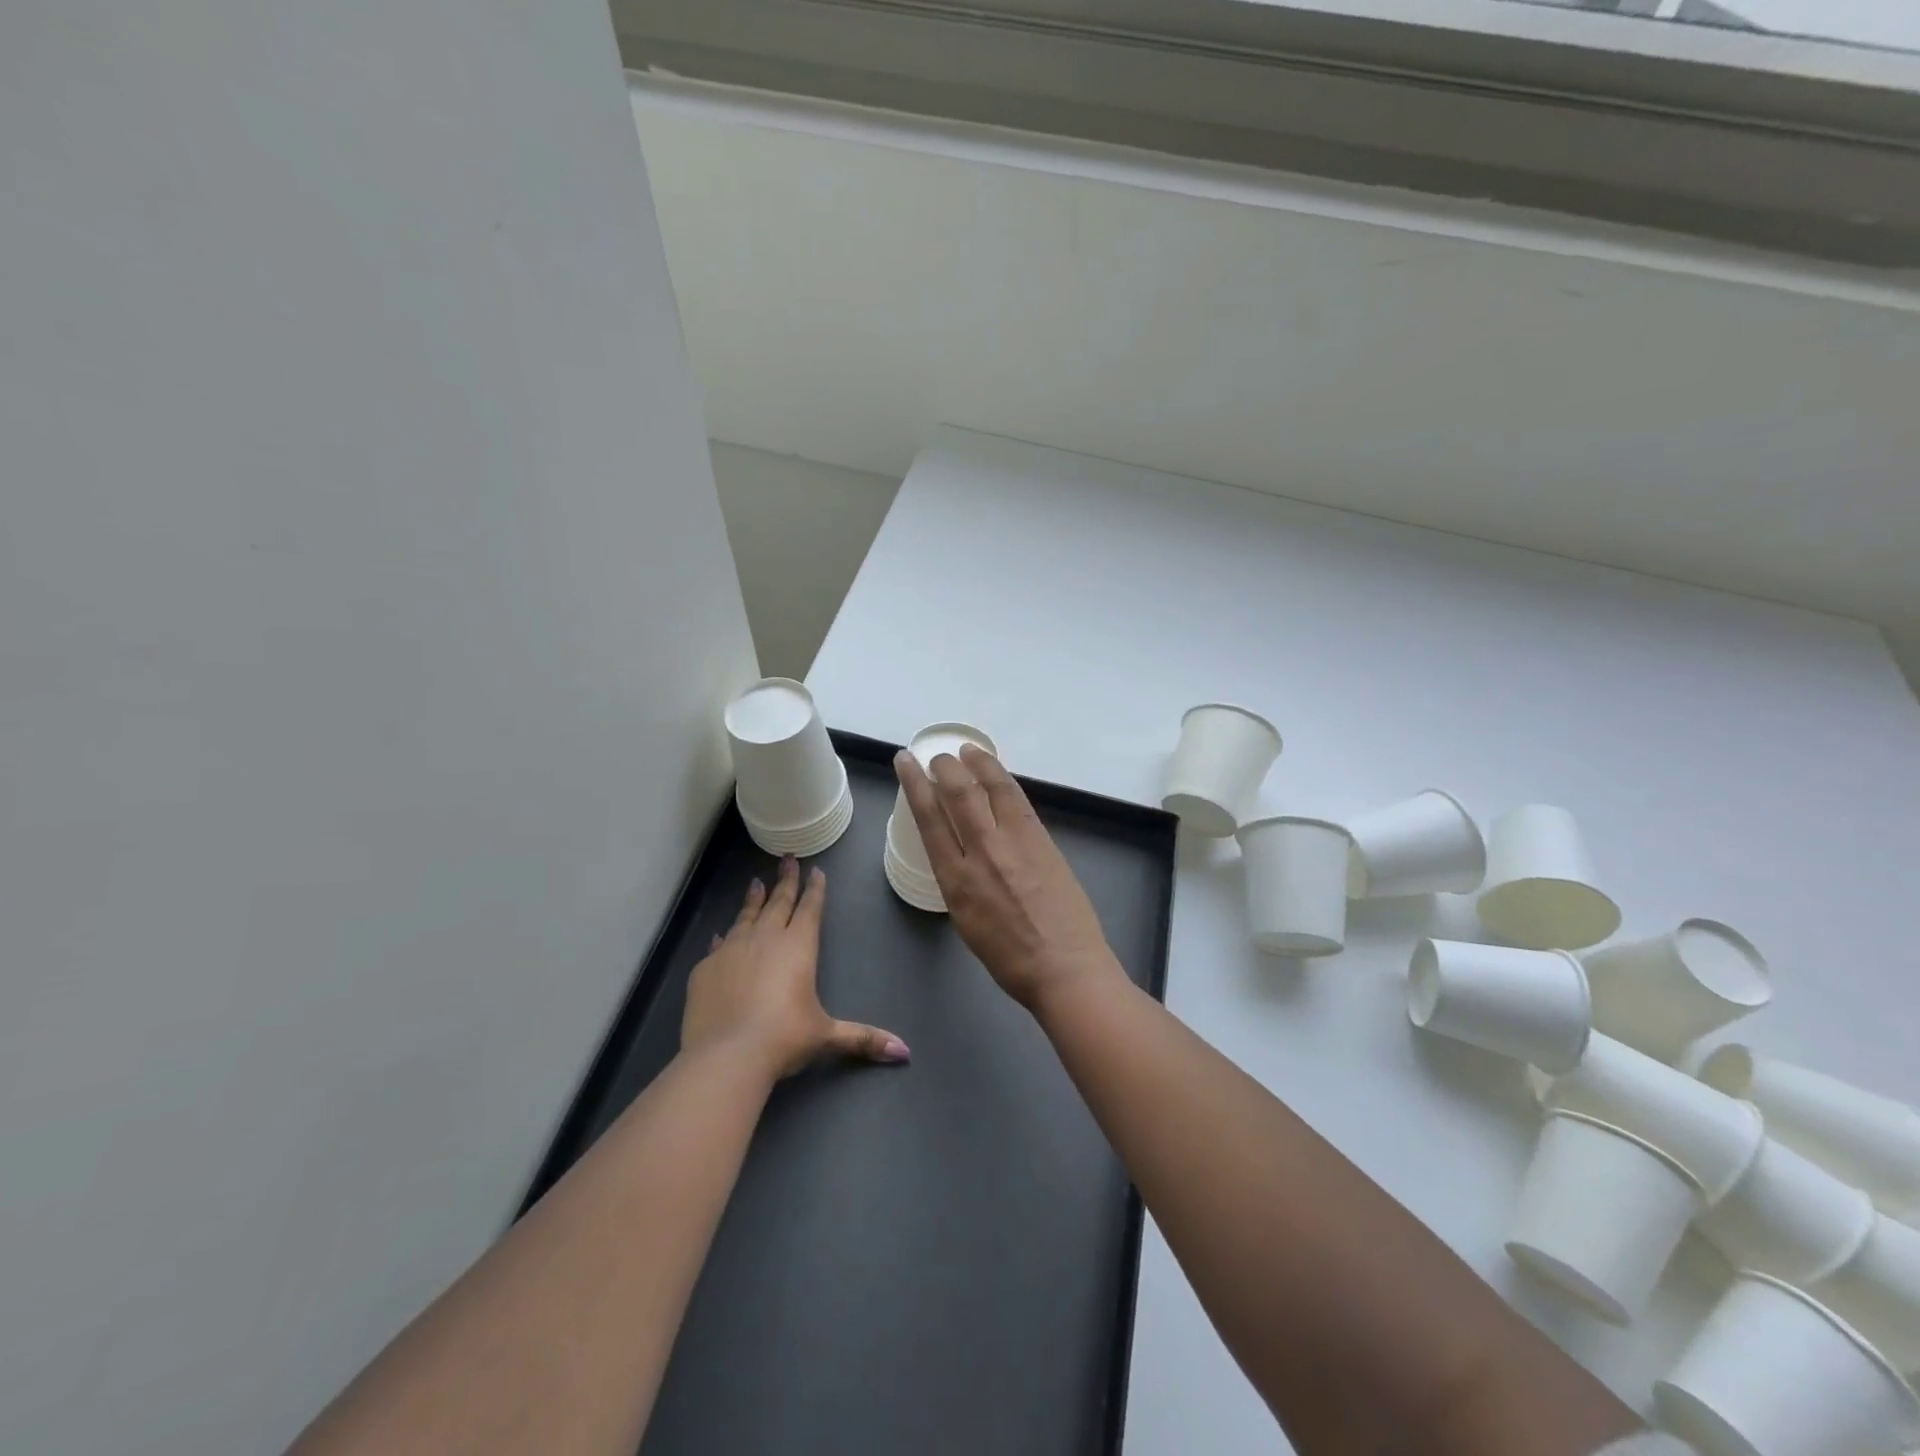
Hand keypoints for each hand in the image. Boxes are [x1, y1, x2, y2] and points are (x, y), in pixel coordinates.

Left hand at [682, 856, 909, 1078]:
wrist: (727, 1054)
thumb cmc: (784, 1038)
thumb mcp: (826, 1036)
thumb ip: (863, 1038)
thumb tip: (904, 1051)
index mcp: (799, 947)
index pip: (810, 909)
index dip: (814, 889)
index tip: (815, 870)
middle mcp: (766, 939)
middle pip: (779, 902)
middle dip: (786, 880)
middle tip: (787, 859)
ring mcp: (733, 950)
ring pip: (747, 916)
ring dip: (754, 899)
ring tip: (756, 882)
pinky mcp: (706, 968)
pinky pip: (718, 945)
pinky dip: (724, 936)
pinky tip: (722, 934)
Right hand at [894, 744, 1123, 1014]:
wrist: (1065, 967)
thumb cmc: (1010, 958)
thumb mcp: (965, 921)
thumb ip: (958, 880)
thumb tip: (960, 851)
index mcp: (956, 880)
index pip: (928, 818)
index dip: (914, 784)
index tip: (906, 762)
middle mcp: (982, 852)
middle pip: (958, 793)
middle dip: (943, 767)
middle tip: (937, 757)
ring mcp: (1016, 842)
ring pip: (991, 788)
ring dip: (976, 763)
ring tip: (966, 750)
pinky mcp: (1043, 839)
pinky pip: (1018, 800)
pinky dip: (1003, 780)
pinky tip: (997, 773)